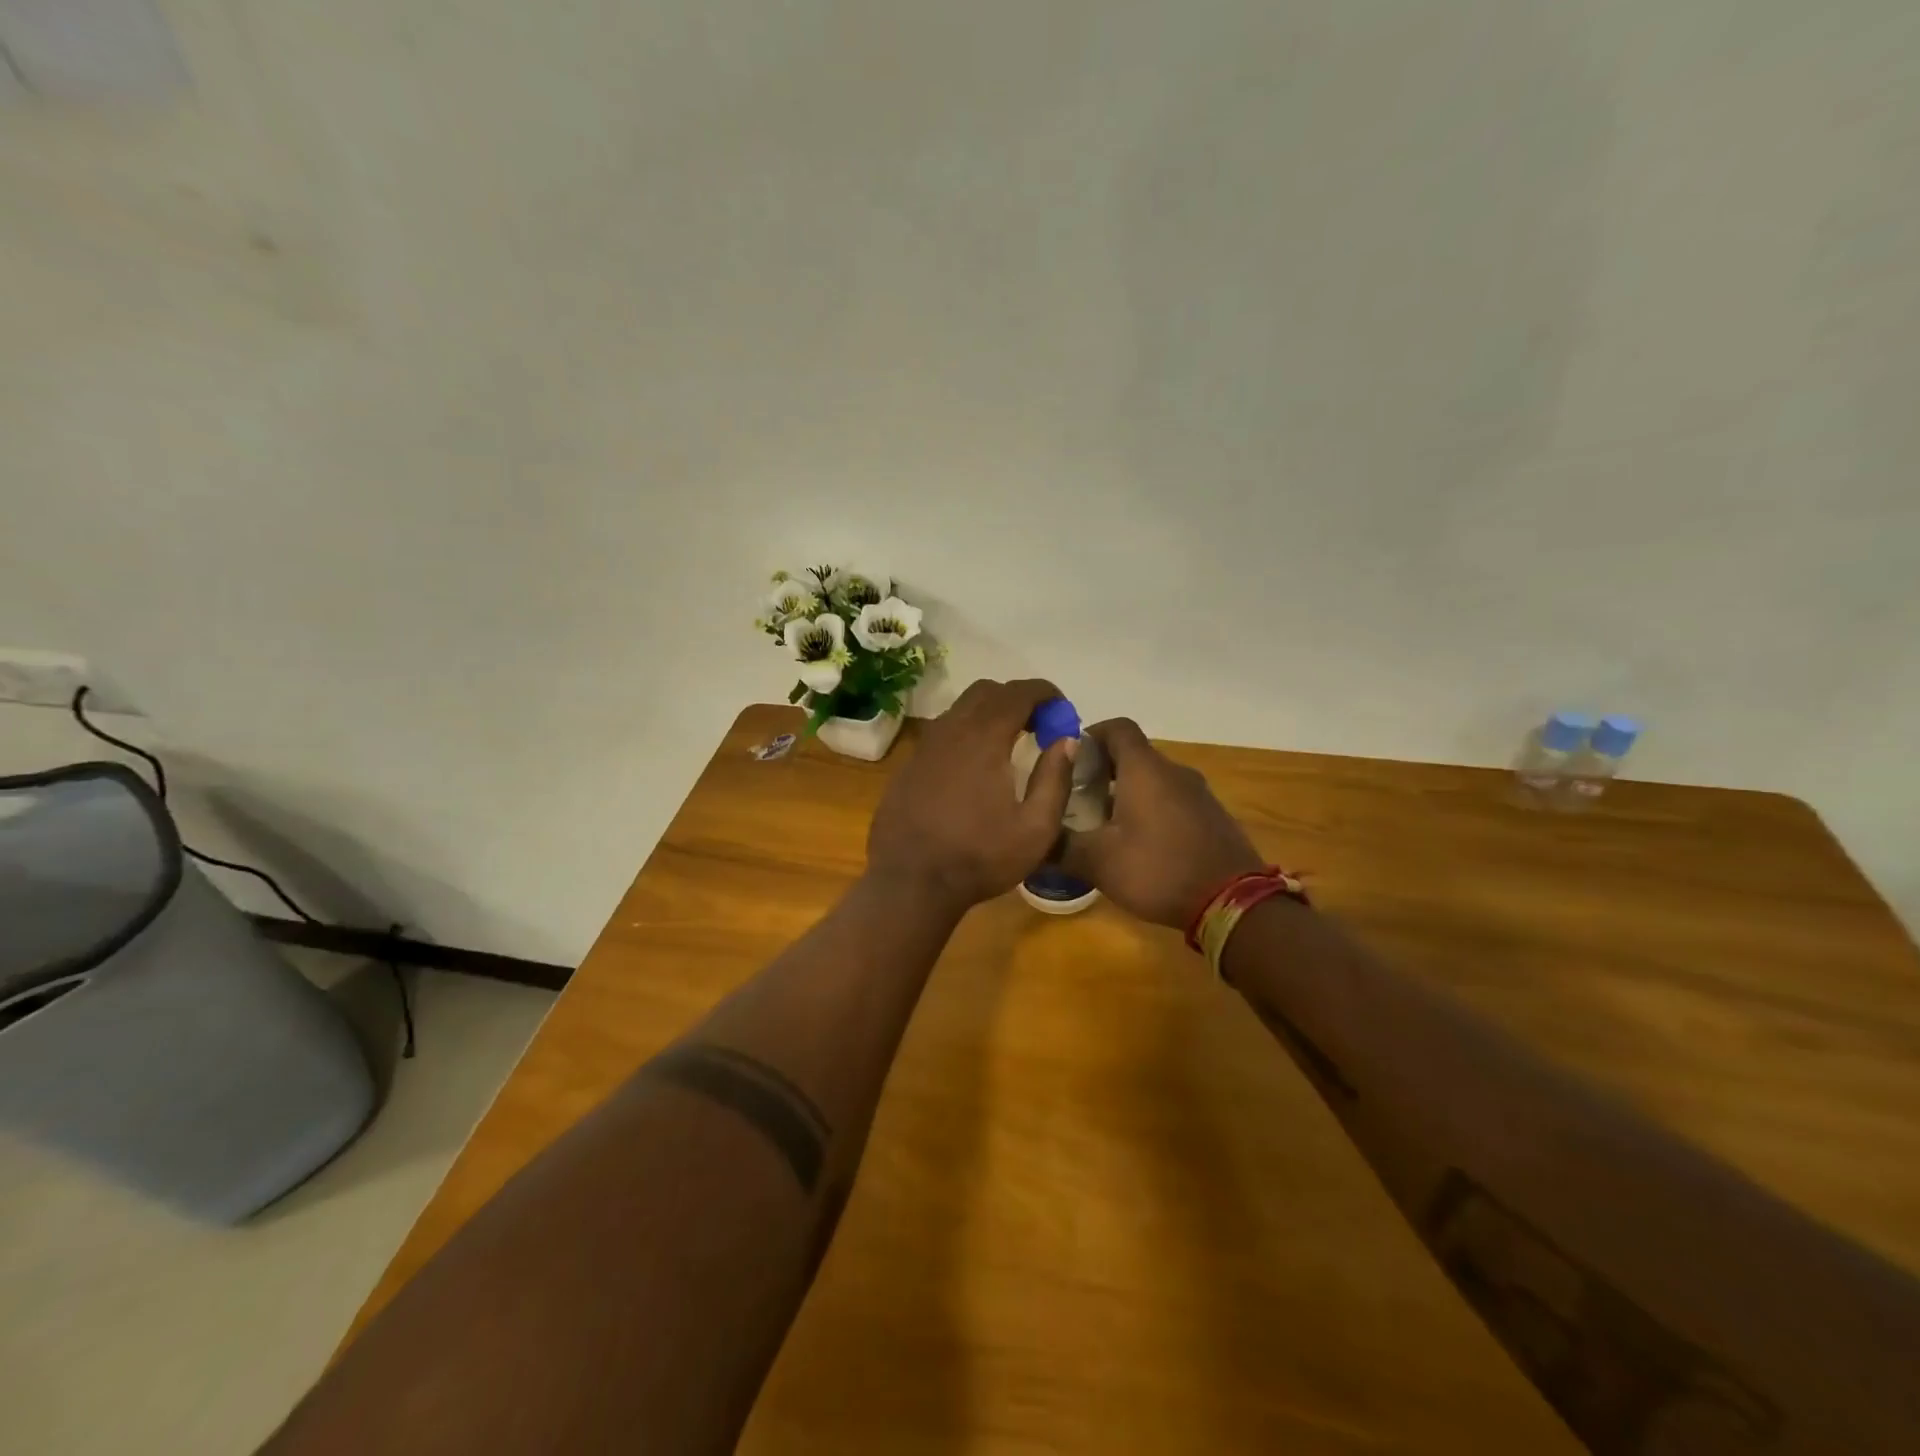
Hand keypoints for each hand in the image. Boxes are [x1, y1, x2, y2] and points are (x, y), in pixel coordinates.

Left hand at [867, 679, 1077, 910]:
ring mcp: (924, 746)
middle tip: (1038, 726)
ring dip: (989, 714)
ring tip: (1010, 744)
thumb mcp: (1035, 829)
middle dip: (1017, 699)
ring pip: (960, 709)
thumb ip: (1055, 778)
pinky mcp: (909, 765)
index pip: (1018, 693)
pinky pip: (943, 732)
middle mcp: (950, 730)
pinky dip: (966, 733)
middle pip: (986, 692)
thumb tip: (1067, 740)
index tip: (1062, 709)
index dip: (1045, 692)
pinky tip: (975, 767)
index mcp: (983, 738)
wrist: (909, 882)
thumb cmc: (979, 857)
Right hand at [1061, 719, 1262, 928]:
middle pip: (1134, 754)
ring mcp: (1198, 794)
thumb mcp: (1098, 862)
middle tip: (1077, 797)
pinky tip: (1140, 843)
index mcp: (1144, 769)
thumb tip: (1031, 843)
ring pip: (1154, 779)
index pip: (1117, 728)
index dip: (1091, 735)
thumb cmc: (1159, 869)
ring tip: (1104, 823)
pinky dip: (1152, 809)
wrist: (1232, 902)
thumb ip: (1060, 847)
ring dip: (1127, 792)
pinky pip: (1173, 800)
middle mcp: (1173, 772)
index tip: (1069, 759)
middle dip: (1103, 769)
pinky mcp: (1212, 816)